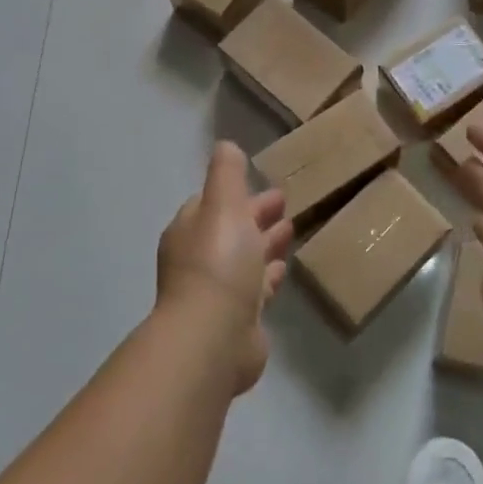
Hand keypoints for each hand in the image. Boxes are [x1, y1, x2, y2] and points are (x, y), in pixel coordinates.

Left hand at [156, 142, 292, 394]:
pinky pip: (255, 289)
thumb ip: (226, 174)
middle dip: (255, 215)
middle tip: (285, 203)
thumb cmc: (218, 262)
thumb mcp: (223, 204)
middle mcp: (199, 259)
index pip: (212, 203)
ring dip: (265, 243)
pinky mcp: (237, 319)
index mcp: (190, 229)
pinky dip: (268, 276)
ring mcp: (217, 291)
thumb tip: (225, 145)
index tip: (264, 183)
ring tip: (291, 229)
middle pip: (230, 230)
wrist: (213, 338)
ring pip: (244, 259)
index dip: (237, 192)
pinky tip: (283, 269)